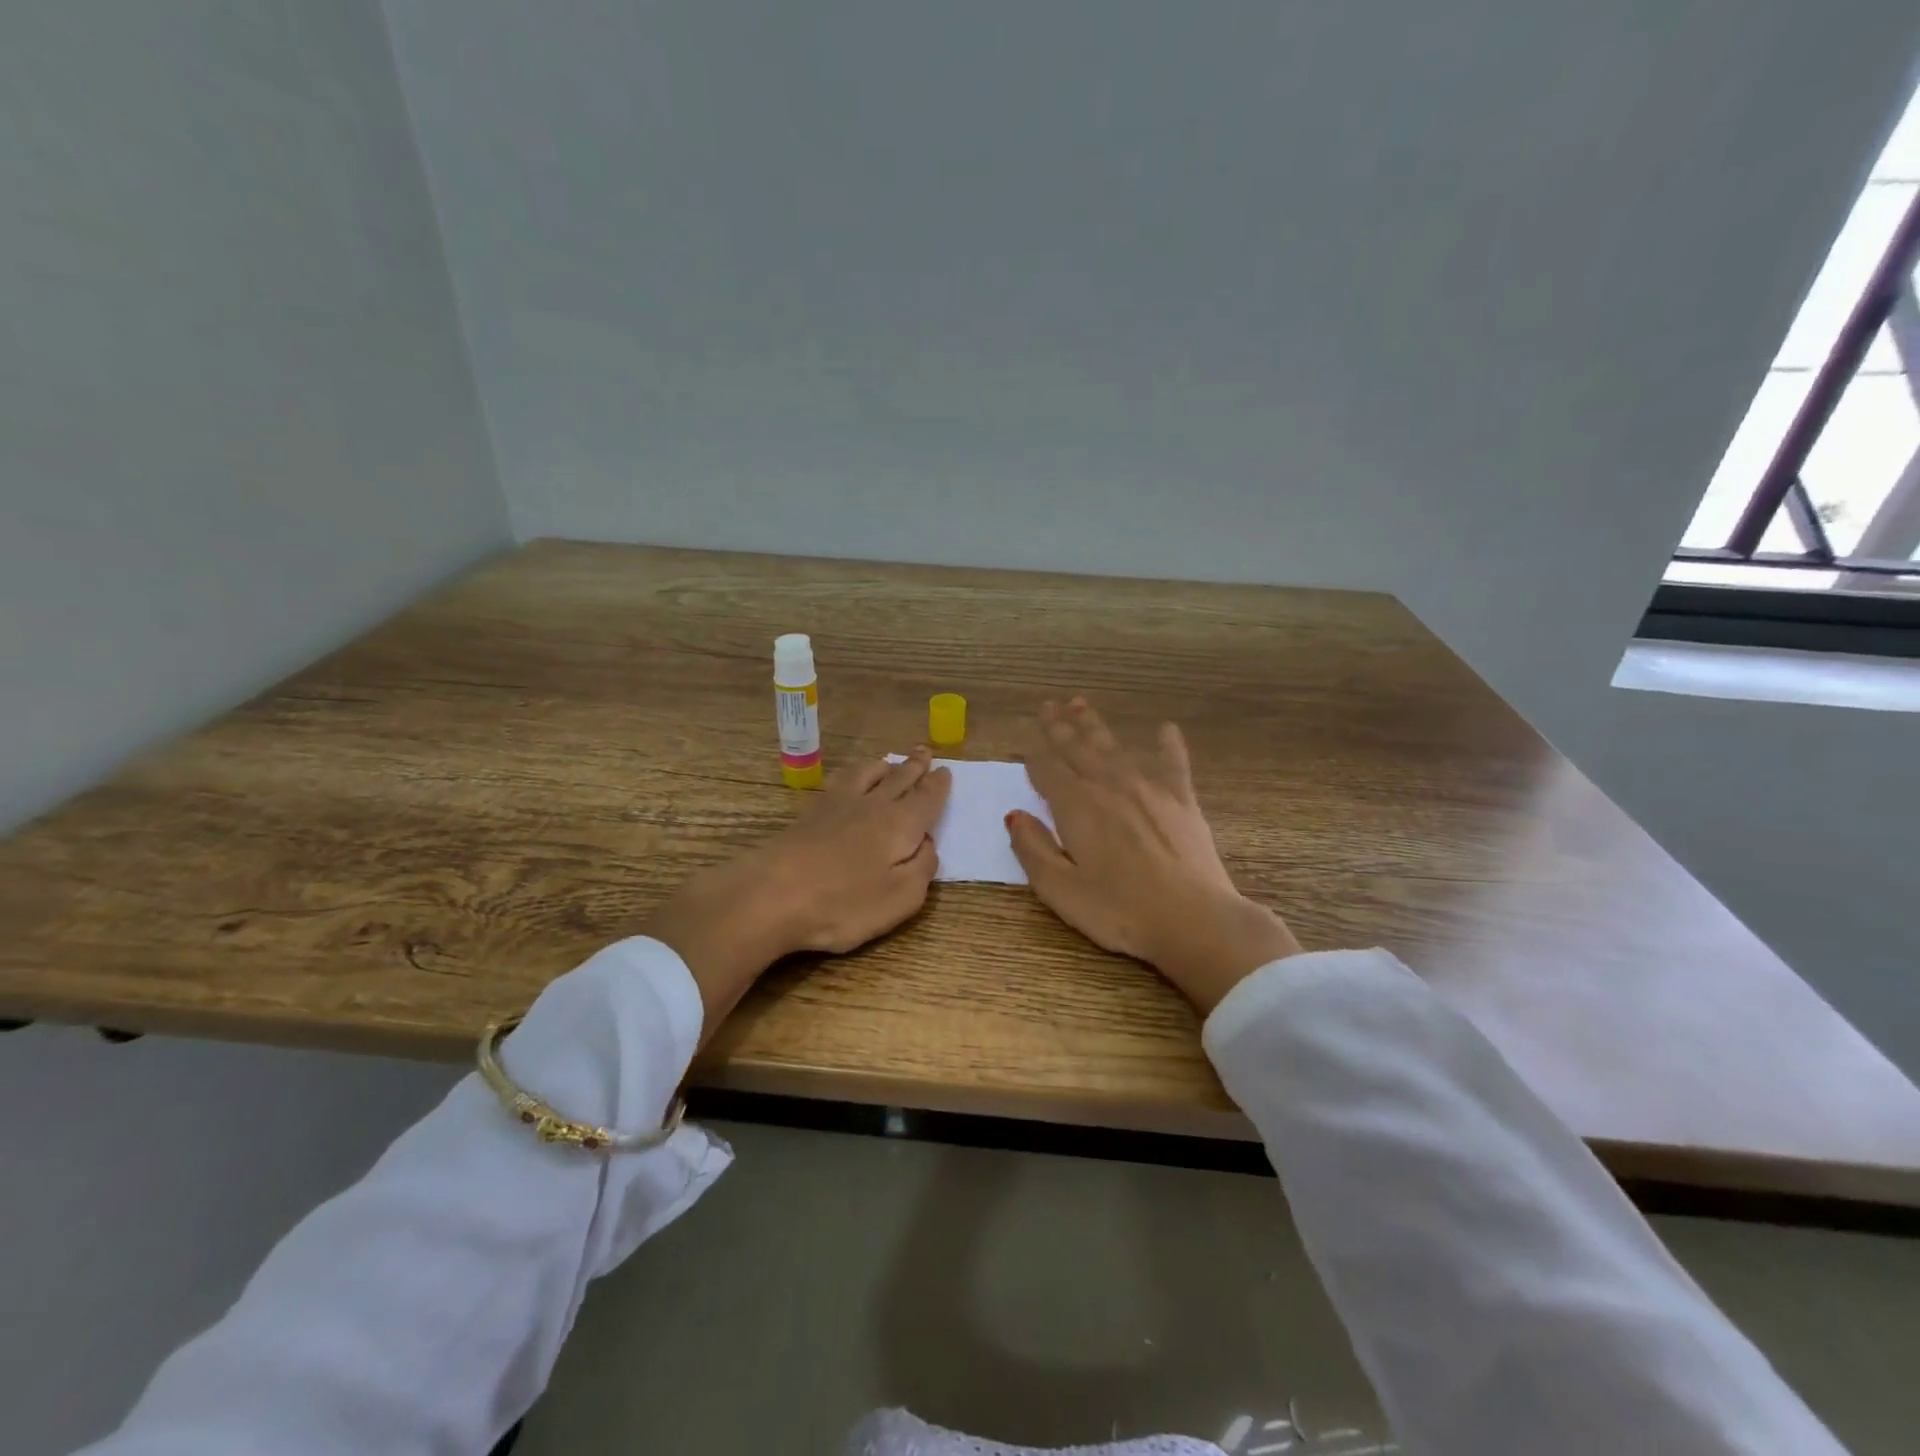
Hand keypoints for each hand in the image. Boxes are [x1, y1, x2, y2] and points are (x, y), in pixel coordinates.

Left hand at [646, 748, 951, 1039]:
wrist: (773, 894)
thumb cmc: (844, 903)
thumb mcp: (901, 897)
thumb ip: (922, 868)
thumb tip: (928, 844)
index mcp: (901, 824)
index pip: (927, 799)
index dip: (938, 786)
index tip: (946, 771)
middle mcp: (873, 805)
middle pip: (899, 779)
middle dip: (915, 766)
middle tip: (924, 752)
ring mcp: (837, 805)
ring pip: (868, 773)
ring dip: (883, 765)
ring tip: (889, 760)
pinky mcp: (809, 813)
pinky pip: (840, 780)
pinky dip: (854, 773)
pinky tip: (849, 779)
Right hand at [1008, 699, 1300, 1014]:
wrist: (1194, 921)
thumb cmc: (1120, 911)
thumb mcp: (1060, 890)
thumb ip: (1033, 849)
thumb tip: (1014, 815)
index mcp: (1076, 807)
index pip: (1048, 770)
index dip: (1034, 754)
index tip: (1026, 741)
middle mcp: (1109, 786)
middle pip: (1078, 749)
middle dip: (1060, 726)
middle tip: (1049, 704)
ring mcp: (1149, 789)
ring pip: (1114, 748)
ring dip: (1095, 726)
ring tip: (1081, 704)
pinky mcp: (1182, 801)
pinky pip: (1173, 762)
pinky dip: (1168, 744)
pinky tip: (1165, 728)